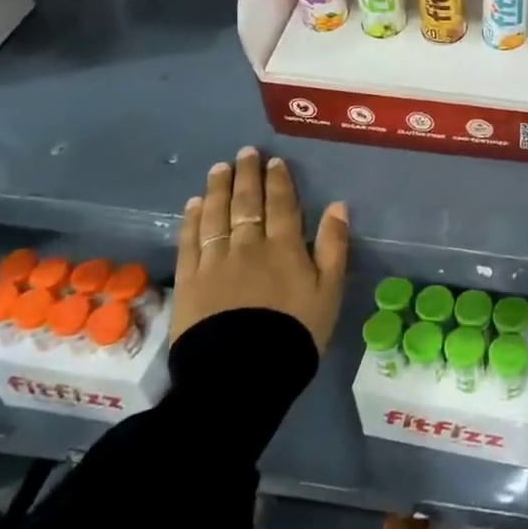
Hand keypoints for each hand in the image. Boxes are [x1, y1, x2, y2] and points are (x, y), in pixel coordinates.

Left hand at [173, 147, 348, 350]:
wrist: (241, 375)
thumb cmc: (294, 333)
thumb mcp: (329, 291)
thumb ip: (333, 246)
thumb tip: (338, 205)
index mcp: (284, 247)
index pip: (281, 204)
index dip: (277, 181)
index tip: (273, 162)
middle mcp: (248, 245)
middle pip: (246, 202)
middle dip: (246, 175)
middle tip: (244, 153)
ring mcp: (215, 261)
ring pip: (216, 215)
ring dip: (218, 188)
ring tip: (219, 169)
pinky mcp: (189, 280)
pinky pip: (190, 241)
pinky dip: (192, 219)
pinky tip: (194, 204)